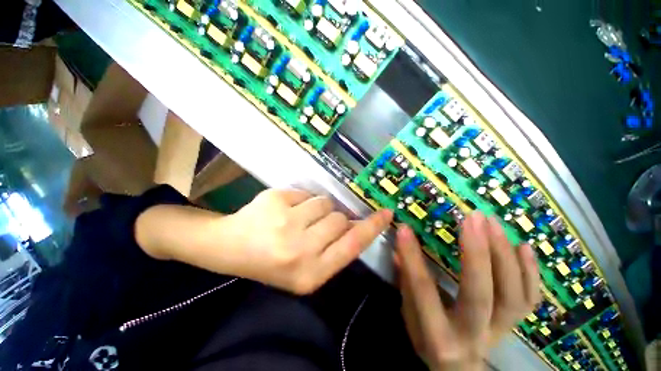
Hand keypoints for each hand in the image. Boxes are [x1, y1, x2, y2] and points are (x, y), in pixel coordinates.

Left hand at [223, 189, 392, 293]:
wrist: (232, 248)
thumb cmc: (272, 263)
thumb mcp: (307, 268)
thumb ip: (335, 248)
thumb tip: (356, 223)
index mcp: (310, 274)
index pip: (352, 246)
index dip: (372, 228)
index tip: (386, 214)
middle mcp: (300, 251)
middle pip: (339, 219)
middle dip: (333, 218)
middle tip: (315, 224)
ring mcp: (286, 224)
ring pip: (324, 203)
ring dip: (317, 208)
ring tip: (298, 218)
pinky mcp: (275, 201)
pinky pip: (305, 193)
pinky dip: (300, 200)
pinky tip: (284, 211)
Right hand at [394, 213, 540, 370]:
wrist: (460, 370)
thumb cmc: (429, 341)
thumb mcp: (410, 318)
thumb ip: (405, 284)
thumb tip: (397, 252)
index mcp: (438, 336)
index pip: (423, 291)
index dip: (412, 258)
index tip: (404, 229)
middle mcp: (473, 335)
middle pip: (479, 294)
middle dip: (476, 252)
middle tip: (472, 218)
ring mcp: (500, 331)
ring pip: (512, 295)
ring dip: (504, 254)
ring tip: (492, 223)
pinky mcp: (514, 325)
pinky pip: (530, 300)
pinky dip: (531, 272)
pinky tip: (523, 246)